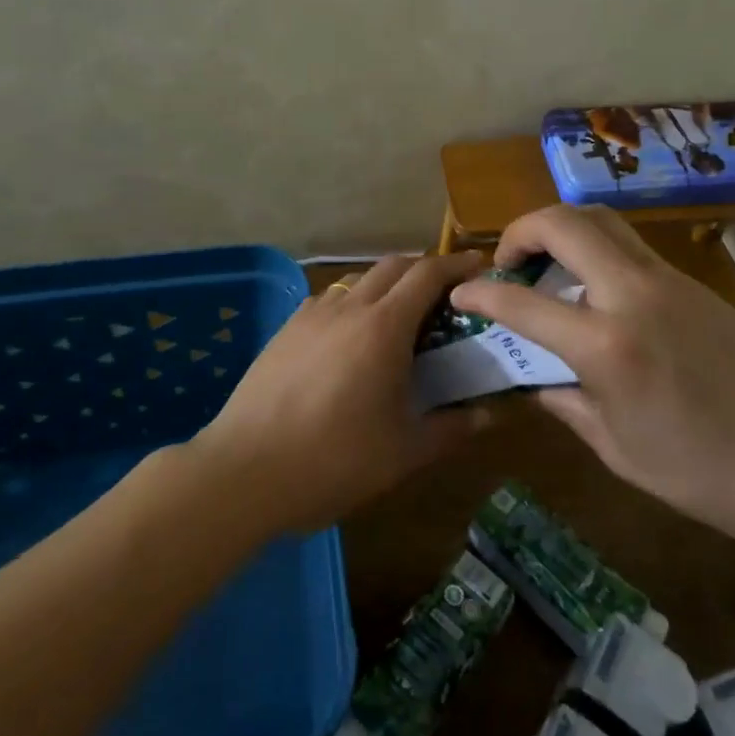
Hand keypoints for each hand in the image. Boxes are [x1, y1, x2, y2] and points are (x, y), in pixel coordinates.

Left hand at [193, 253, 497, 532]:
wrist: (245, 470)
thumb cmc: (334, 460)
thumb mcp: (404, 452)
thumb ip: (451, 428)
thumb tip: (489, 415)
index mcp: (383, 327)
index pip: (427, 275)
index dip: (456, 265)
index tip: (477, 266)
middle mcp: (348, 308)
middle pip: (392, 267)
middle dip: (423, 270)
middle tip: (445, 294)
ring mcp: (310, 316)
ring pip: (358, 281)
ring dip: (386, 286)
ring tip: (399, 318)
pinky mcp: (285, 330)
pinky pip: (328, 301)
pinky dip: (353, 303)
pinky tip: (350, 337)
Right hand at [448, 206, 734, 550]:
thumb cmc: (704, 473)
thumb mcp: (617, 449)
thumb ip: (568, 402)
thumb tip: (539, 378)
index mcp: (608, 344)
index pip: (524, 303)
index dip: (482, 294)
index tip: (461, 293)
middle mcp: (635, 295)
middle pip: (566, 222)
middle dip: (522, 230)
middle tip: (508, 264)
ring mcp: (671, 282)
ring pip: (603, 222)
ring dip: (562, 232)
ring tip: (548, 271)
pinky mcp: (695, 286)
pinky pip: (631, 248)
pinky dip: (596, 252)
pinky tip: (596, 297)